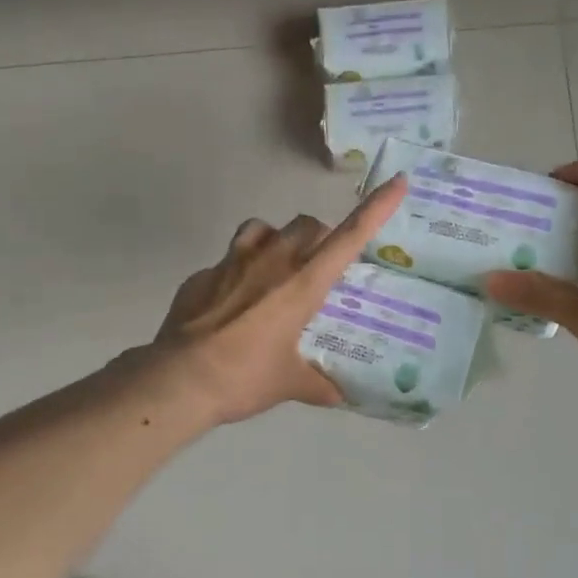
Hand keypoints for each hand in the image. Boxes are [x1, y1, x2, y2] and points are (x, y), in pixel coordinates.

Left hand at [150, 175, 409, 425]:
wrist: (179, 380)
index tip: (398, 182)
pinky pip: (228, 260)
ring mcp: (233, 261)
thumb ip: (317, 384)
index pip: (349, 237)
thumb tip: (338, 394)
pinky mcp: (202, 273)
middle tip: (318, 269)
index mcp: (303, 283)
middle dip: (319, 237)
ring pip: (263, 228)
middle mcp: (272, 261)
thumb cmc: (244, 378)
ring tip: (274, 272)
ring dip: (276, 242)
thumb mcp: (289, 384)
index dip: (376, 208)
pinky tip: (232, 304)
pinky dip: (238, 272)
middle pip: (307, 225)